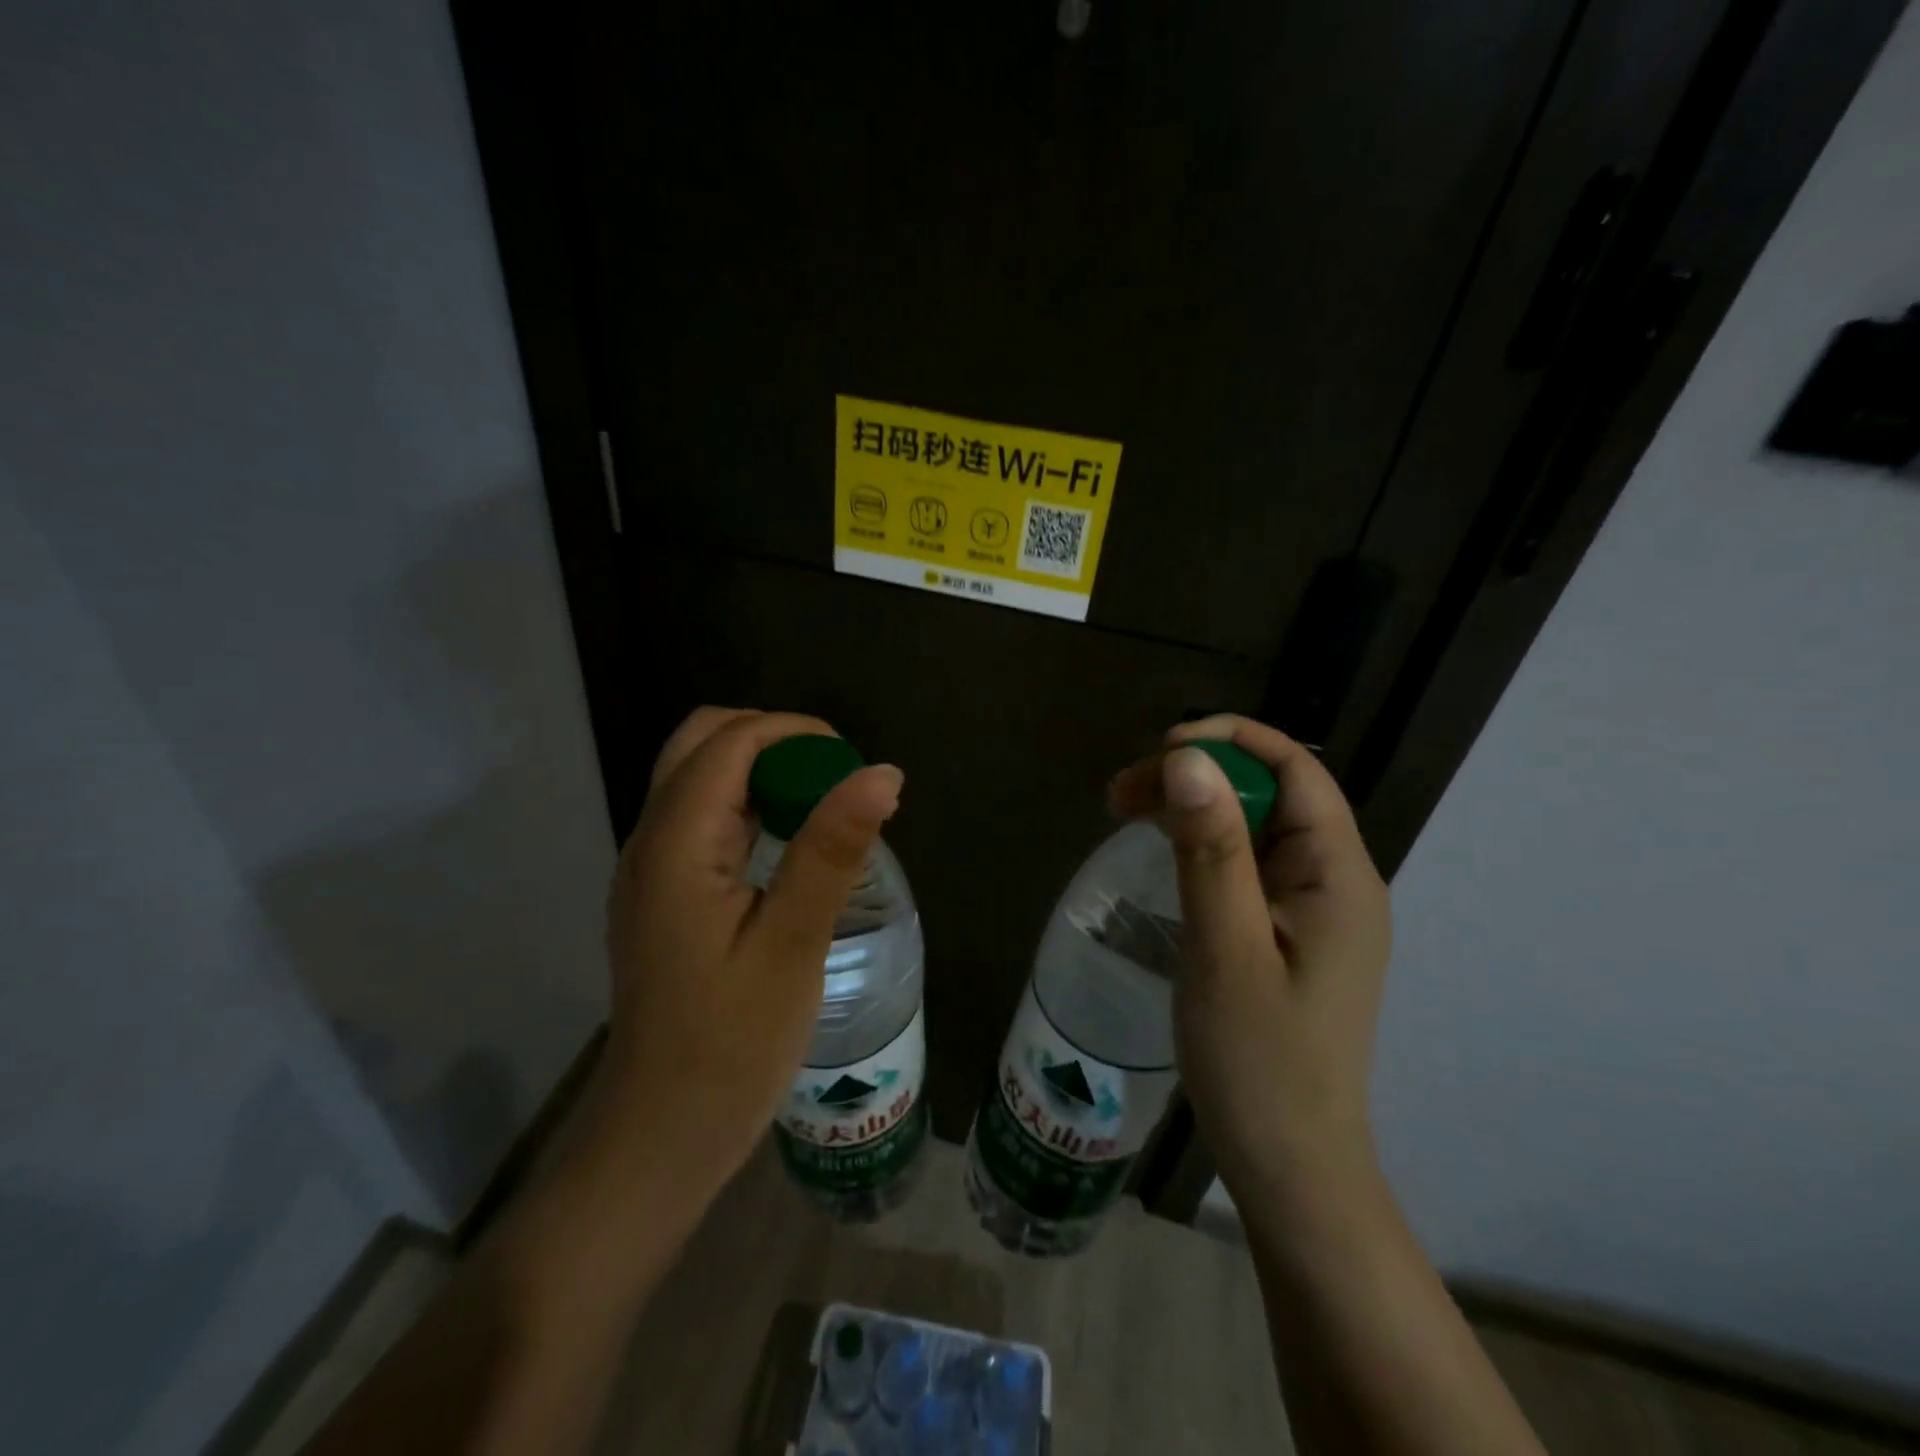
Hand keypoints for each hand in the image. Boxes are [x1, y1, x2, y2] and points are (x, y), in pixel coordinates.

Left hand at [599, 707, 903, 1194]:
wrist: (664, 1133)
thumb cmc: (732, 1045)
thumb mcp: (792, 943)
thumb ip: (832, 849)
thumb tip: (881, 772)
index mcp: (675, 843)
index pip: (729, 742)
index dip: (795, 734)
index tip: (854, 766)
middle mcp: (651, 840)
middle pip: (702, 744)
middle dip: (773, 741)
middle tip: (835, 779)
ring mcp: (652, 868)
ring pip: (701, 778)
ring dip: (763, 771)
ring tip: (826, 805)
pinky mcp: (665, 893)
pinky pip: (704, 819)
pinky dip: (751, 806)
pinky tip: (793, 842)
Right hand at [1110, 715, 1391, 1208]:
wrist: (1289, 1166)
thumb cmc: (1258, 1063)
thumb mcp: (1224, 949)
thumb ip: (1211, 850)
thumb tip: (1187, 758)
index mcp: (1339, 875)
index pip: (1296, 769)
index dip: (1230, 742)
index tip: (1159, 750)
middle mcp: (1337, 880)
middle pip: (1271, 793)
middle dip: (1198, 776)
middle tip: (1120, 795)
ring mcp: (1314, 909)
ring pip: (1254, 826)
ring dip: (1193, 808)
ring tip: (1125, 812)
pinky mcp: (1289, 932)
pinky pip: (1248, 863)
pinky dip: (1202, 844)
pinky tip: (1162, 852)